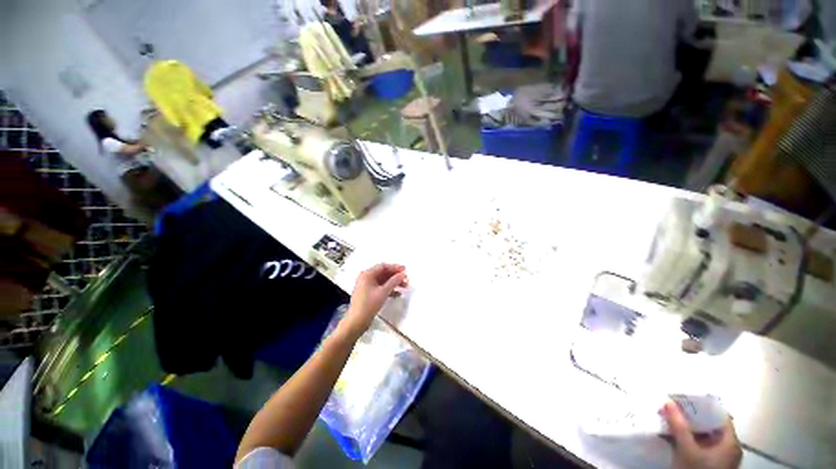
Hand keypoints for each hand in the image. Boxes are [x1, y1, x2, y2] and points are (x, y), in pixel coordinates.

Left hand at [339, 264, 407, 339]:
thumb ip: (394, 281)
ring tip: (404, 286)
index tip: (405, 270)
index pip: (383, 266)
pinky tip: (397, 294)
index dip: (395, 267)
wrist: (357, 321)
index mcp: (367, 274)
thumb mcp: (383, 292)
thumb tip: (403, 274)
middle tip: (406, 279)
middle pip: (383, 273)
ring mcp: (367, 286)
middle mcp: (366, 277)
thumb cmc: (369, 304)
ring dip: (393, 283)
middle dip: (395, 276)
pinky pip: (380, 287)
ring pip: (383, 280)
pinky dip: (388, 289)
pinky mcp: (368, 293)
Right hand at [663, 402, 741, 468]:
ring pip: (705, 436)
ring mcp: (722, 457)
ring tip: (671, 421)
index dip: (701, 405)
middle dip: (691, 417)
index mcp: (731, 441)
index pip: (718, 414)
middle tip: (673, 409)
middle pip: (711, 425)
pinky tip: (675, 437)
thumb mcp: (686, 449)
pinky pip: (702, 445)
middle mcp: (730, 447)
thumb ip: (678, 425)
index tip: (683, 398)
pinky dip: (689, 439)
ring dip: (688, 428)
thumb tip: (668, 401)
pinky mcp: (712, 464)